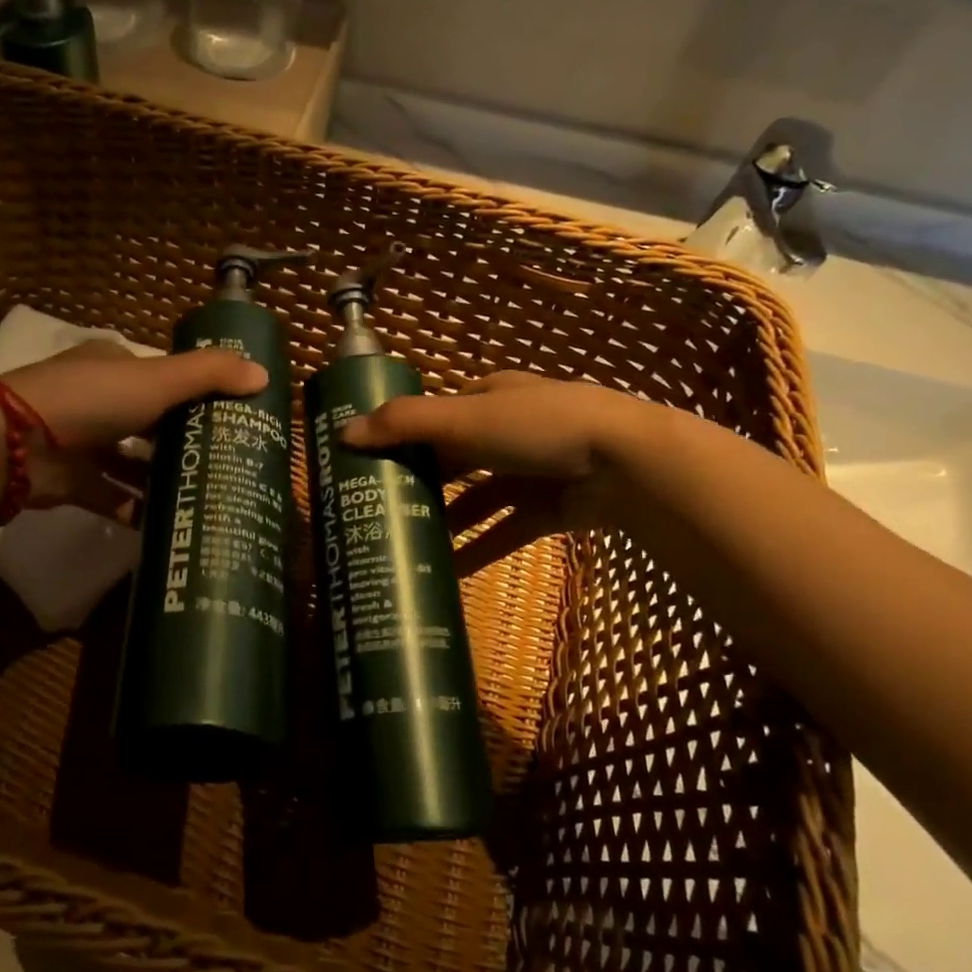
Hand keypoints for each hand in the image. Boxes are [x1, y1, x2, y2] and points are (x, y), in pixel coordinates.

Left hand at [1, 340, 265, 518]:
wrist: (16, 444)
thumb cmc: (93, 399)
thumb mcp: (158, 379)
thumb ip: (210, 375)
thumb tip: (265, 376)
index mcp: (116, 367)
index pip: (163, 377)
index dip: (197, 392)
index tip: (232, 416)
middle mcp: (98, 401)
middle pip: (150, 421)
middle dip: (183, 439)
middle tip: (226, 461)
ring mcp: (82, 443)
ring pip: (131, 461)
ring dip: (161, 477)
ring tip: (205, 494)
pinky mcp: (73, 482)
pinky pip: (112, 497)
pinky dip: (135, 509)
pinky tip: (168, 523)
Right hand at [340, 371, 649, 574]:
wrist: (628, 464)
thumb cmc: (537, 426)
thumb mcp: (464, 418)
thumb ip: (404, 424)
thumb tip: (343, 433)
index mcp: (488, 398)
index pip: (436, 414)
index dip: (402, 434)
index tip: (368, 461)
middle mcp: (507, 430)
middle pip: (453, 458)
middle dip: (420, 482)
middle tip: (380, 509)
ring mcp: (531, 471)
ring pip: (476, 499)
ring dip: (446, 521)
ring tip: (407, 546)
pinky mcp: (548, 509)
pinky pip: (504, 531)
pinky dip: (478, 549)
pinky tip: (449, 573)